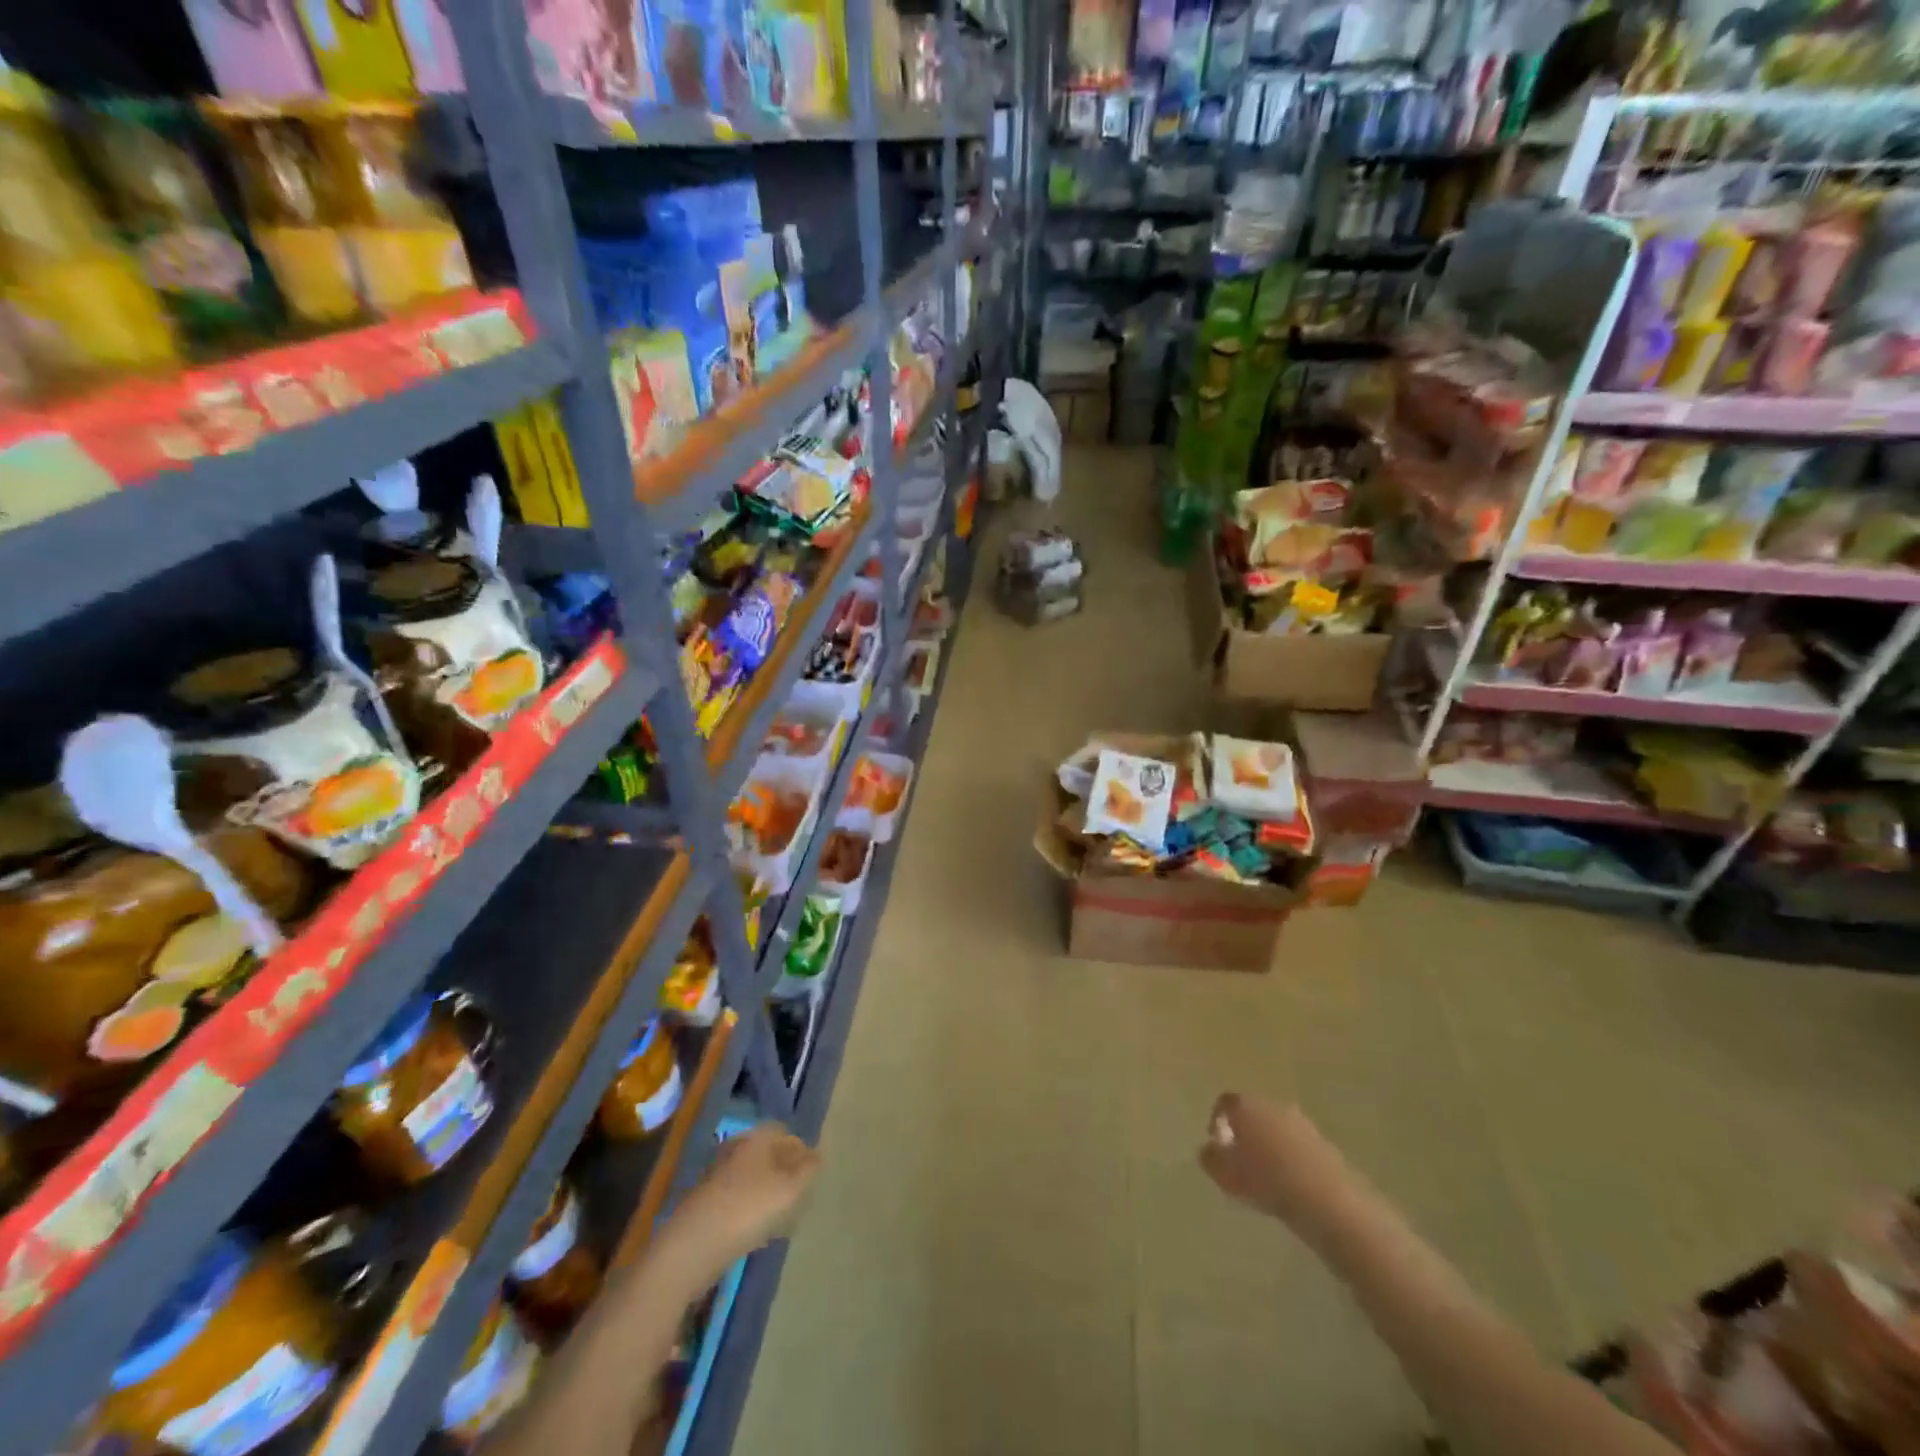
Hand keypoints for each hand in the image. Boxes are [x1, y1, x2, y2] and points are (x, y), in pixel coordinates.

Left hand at [649, 1124, 818, 1294]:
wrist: (691, 1247)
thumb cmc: (747, 1209)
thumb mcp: (789, 1189)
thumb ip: (808, 1170)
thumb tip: (817, 1156)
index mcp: (756, 1138)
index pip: (784, 1132)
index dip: (801, 1150)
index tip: (813, 1174)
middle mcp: (735, 1149)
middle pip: (767, 1154)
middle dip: (784, 1171)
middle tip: (799, 1194)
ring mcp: (717, 1176)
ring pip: (752, 1176)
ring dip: (767, 1191)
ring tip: (782, 1217)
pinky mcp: (705, 1204)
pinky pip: (737, 1198)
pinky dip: (750, 1208)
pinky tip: (757, 1231)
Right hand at [1198, 1093, 1350, 1237]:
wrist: (1325, 1199)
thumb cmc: (1266, 1180)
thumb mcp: (1224, 1173)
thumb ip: (1209, 1157)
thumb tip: (1210, 1149)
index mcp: (1246, 1106)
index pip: (1225, 1102)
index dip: (1217, 1119)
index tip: (1217, 1143)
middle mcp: (1273, 1106)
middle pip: (1253, 1112)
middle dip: (1245, 1132)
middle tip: (1240, 1160)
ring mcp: (1301, 1123)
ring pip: (1277, 1129)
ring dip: (1269, 1145)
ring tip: (1266, 1175)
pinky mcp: (1324, 1144)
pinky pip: (1298, 1146)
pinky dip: (1290, 1158)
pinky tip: (1290, 1183)